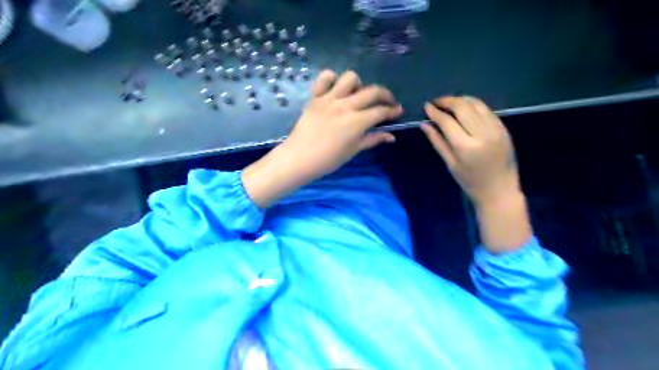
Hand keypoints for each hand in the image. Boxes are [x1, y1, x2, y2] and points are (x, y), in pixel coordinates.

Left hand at [241, 70, 401, 207]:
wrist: (299, 158)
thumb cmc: (328, 159)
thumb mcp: (353, 150)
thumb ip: (372, 139)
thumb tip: (391, 136)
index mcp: (356, 122)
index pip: (381, 111)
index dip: (393, 110)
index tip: (399, 111)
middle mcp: (345, 105)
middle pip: (372, 91)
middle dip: (385, 95)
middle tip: (387, 102)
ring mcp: (329, 98)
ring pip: (350, 78)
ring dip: (359, 84)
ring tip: (358, 96)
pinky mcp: (315, 97)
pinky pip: (324, 78)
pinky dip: (332, 79)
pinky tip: (336, 89)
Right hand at [421, 95, 520, 205]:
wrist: (500, 191)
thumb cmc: (470, 182)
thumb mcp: (450, 164)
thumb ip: (437, 142)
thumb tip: (424, 124)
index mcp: (467, 147)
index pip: (448, 121)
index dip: (435, 112)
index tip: (426, 106)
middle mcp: (483, 134)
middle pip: (462, 107)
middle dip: (447, 101)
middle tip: (436, 102)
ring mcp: (496, 129)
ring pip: (476, 104)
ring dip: (460, 100)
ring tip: (448, 103)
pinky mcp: (504, 128)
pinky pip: (486, 109)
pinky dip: (473, 105)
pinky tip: (465, 108)